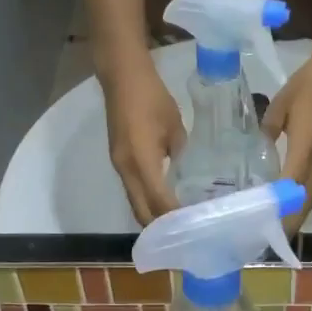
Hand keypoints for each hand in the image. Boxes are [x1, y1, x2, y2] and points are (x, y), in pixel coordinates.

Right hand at [101, 55, 184, 223]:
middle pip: (141, 210)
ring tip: (177, 222)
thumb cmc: (151, 98)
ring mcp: (119, 165)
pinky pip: (132, 189)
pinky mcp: (118, 159)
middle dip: (160, 226)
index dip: (174, 218)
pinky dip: (147, 199)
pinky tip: (164, 199)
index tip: (193, 229)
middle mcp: (126, 169)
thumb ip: (180, 152)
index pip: (158, 201)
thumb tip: (186, 172)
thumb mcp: (174, 126)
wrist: (121, 77)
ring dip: (153, 214)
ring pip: (135, 201)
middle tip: (185, 233)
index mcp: (141, 161)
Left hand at [264, 41, 311, 225]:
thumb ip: (267, 130)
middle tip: (269, 235)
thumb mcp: (282, 103)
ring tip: (275, 217)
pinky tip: (291, 190)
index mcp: (308, 148)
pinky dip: (306, 190)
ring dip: (298, 207)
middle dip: (290, 221)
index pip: (294, 192)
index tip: (267, 232)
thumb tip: (259, 149)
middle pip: (308, 200)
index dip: (282, 215)